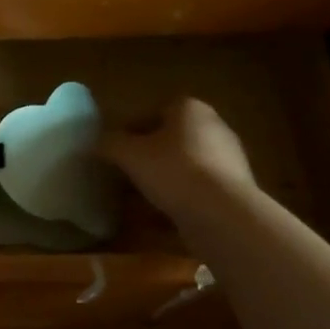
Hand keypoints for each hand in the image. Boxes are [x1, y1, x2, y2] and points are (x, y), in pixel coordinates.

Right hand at [103, 97, 258, 223]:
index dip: (129, 131)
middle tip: (123, 175)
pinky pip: (196, 190)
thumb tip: (96, 143)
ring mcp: (228, 159)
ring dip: (160, 181)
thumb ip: (110, 144)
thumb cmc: (173, 170)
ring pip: (182, 166)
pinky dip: (177, 199)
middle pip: (169, 140)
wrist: (222, 214)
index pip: (152, 112)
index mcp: (190, 109)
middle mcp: (214, 127)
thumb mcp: (129, 154)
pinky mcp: (233, 189)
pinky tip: (158, 218)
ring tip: (136, 201)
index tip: (114, 151)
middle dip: (145, 157)